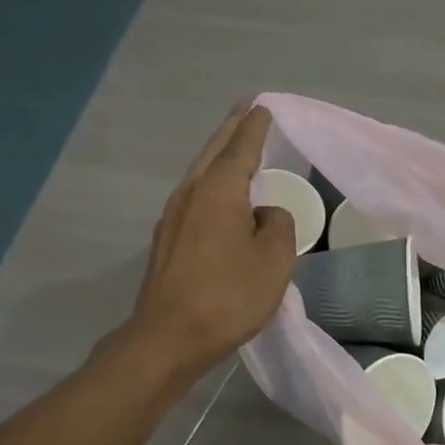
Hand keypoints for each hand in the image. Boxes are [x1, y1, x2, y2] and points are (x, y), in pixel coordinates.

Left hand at [125, 103, 297, 382]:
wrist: (169, 338)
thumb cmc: (228, 296)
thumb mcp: (274, 260)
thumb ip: (278, 224)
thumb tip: (264, 215)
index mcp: (218, 191)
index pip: (241, 147)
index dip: (256, 127)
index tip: (263, 106)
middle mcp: (190, 194)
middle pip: (214, 152)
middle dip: (231, 129)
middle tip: (247, 110)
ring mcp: (172, 217)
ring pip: (200, 173)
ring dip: (219, 155)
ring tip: (236, 146)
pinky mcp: (166, 241)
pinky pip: (195, 197)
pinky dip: (212, 184)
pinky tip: (220, 196)